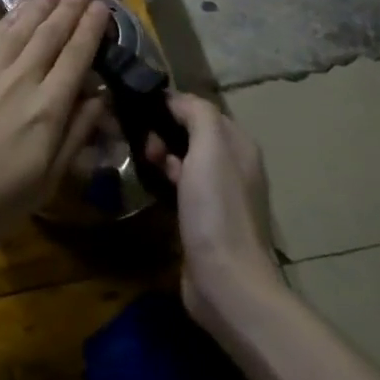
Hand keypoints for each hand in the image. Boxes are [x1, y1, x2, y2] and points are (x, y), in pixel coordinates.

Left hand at [0, 0, 110, 258]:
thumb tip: (100, 98)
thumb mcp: (47, 180)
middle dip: (69, 7)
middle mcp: (20, 81)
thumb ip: (75, 134)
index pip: (76, 57)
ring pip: (20, 30)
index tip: (103, 7)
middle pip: (50, 35)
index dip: (91, 29)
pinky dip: (9, 20)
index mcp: (48, 110)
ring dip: (40, 4)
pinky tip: (18, 11)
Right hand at [144, 92, 281, 322]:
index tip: (139, 112)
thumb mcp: (210, 149)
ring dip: (161, 156)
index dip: (171, 106)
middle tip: (142, 146)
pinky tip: (149, 186)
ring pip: (184, 160)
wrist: (225, 280)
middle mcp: (233, 166)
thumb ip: (197, 115)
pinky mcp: (204, 219)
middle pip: (192, 133)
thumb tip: (175, 99)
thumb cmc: (217, 210)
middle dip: (163, 132)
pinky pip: (181, 186)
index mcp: (239, 146)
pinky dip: (164, 180)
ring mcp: (219, 195)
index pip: (201, 109)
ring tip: (140, 163)